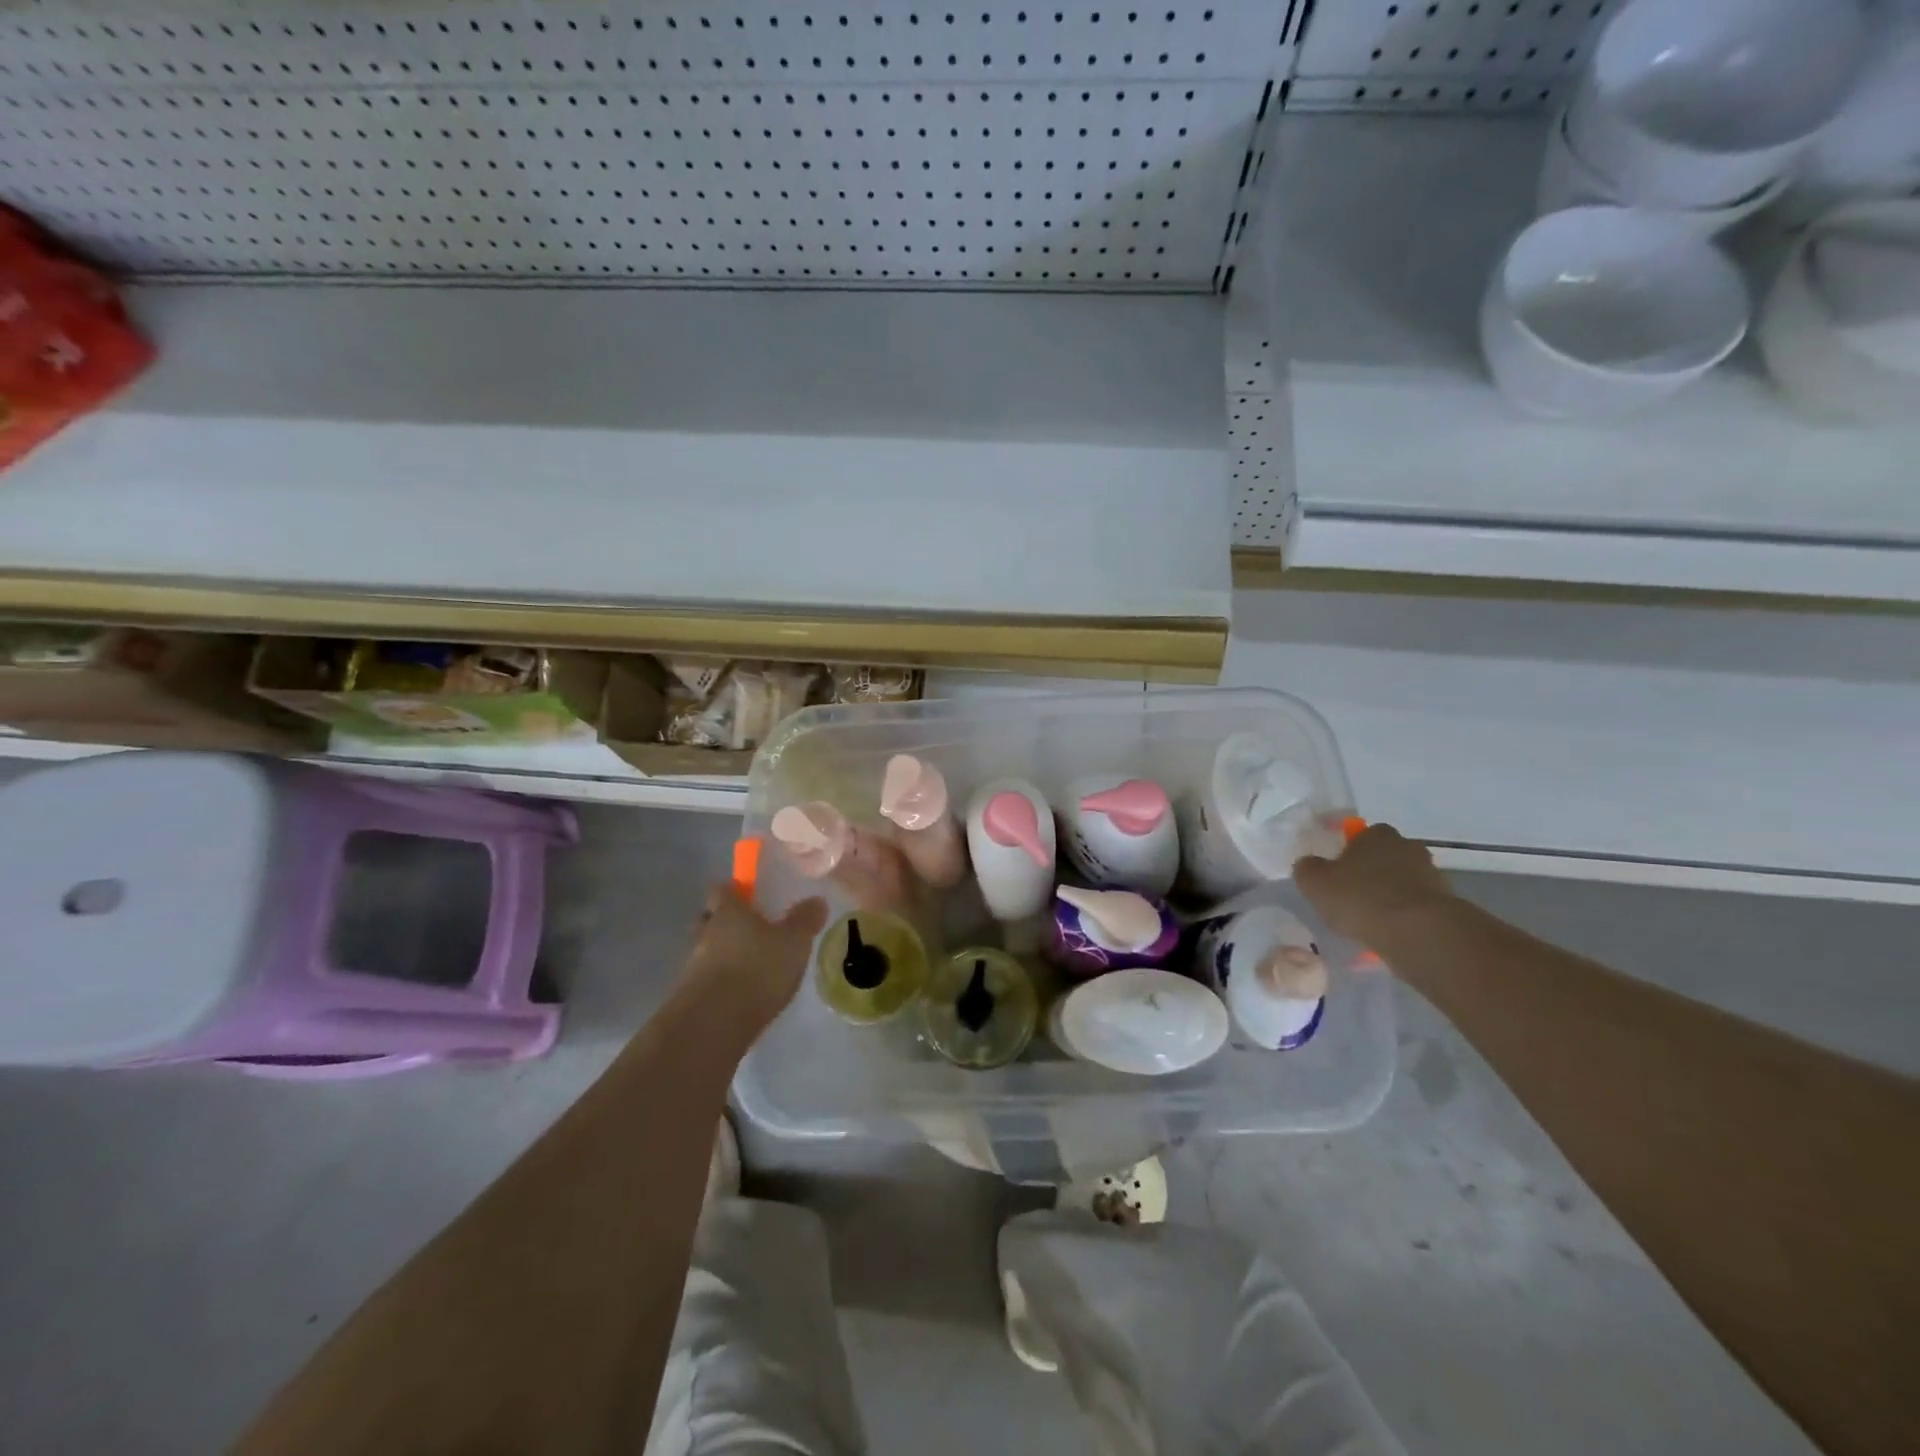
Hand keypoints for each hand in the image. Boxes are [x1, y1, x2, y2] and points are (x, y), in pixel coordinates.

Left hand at [680, 883, 828, 1036]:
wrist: (715, 1024)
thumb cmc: (758, 969)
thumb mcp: (794, 942)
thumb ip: (805, 920)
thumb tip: (816, 900)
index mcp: (727, 911)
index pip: (721, 889)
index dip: (734, 891)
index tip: (749, 896)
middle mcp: (705, 933)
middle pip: (709, 918)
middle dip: (725, 922)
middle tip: (751, 930)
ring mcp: (693, 966)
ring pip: (706, 950)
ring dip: (723, 955)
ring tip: (751, 966)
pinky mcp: (690, 998)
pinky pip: (707, 980)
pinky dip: (722, 982)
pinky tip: (743, 994)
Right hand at [1294, 823, 1455, 946]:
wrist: (1418, 932)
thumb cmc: (1361, 898)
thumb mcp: (1314, 882)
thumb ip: (1307, 868)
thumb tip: (1309, 865)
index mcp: (1377, 835)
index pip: (1362, 835)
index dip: (1348, 853)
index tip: (1338, 873)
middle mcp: (1408, 847)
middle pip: (1385, 857)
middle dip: (1372, 873)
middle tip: (1353, 897)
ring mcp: (1432, 876)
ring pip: (1403, 883)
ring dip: (1390, 896)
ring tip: (1372, 922)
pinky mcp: (1447, 905)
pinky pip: (1417, 908)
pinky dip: (1405, 917)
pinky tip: (1390, 935)